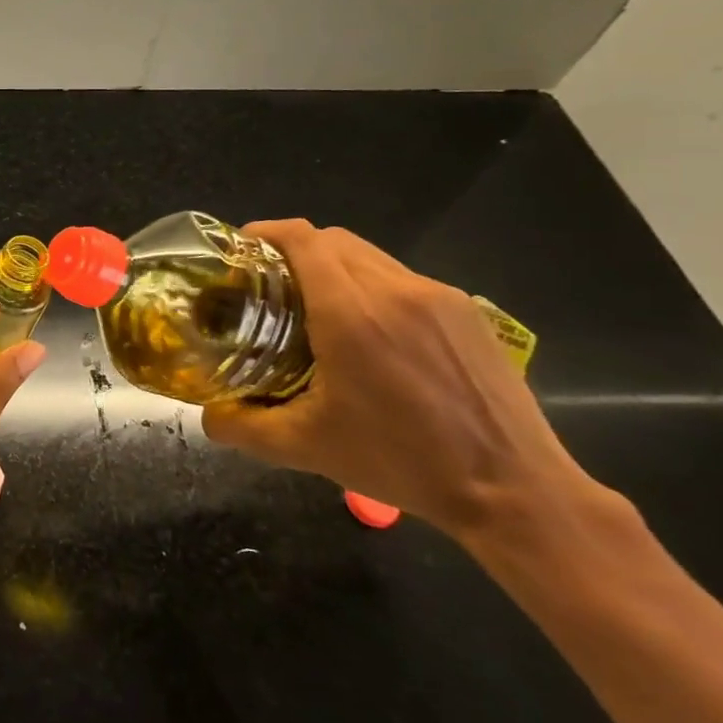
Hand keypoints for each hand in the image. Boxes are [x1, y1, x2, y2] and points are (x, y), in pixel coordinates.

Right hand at [201, 220, 595, 539]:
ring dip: (334, 267)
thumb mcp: (307, 448)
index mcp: (351, 313)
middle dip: (294, 250)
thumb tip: (207, 415)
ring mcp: (438, 297)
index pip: (303, 239)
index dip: (266, 232)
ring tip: (315, 306)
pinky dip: (371, 286)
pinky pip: (403, 279)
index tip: (240, 249)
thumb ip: (243, 427)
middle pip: (332, 240)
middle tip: (269, 284)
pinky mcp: (467, 312)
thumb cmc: (401, 463)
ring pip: (370, 256)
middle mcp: (395, 290)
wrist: (515, 490)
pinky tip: (369, 332)